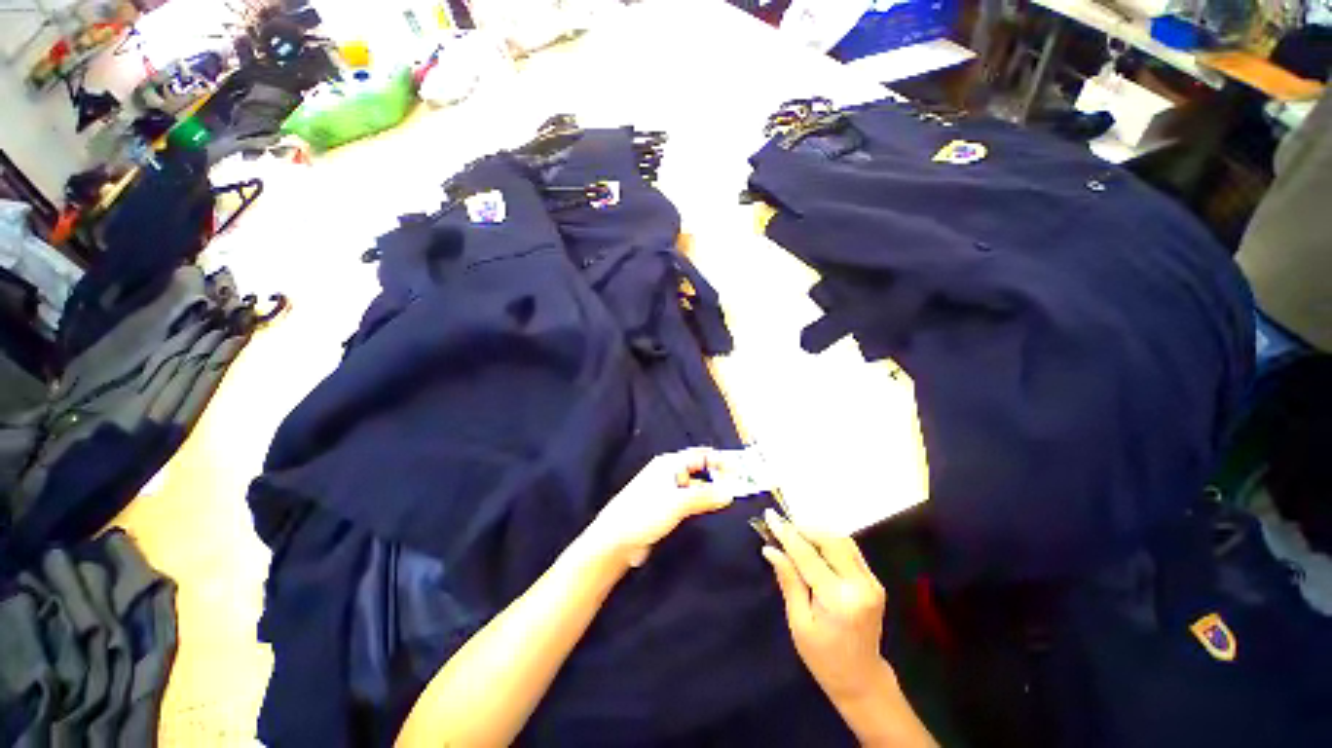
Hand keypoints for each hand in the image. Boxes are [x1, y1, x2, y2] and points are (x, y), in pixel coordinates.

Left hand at [585, 447, 732, 567]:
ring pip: (694, 486)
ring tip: (729, 498)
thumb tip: (731, 491)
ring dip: (710, 490)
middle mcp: (668, 473)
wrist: (615, 539)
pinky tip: (709, 509)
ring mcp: (665, 490)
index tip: (741, 469)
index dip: (720, 460)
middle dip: (717, 475)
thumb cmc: (645, 513)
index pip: (700, 455)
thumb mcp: (678, 503)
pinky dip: (700, 502)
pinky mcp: (663, 507)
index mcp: (669, 464)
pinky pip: (687, 500)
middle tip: (739, 485)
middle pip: (698, 469)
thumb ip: (706, 496)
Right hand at [761, 509, 890, 700]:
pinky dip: (829, 540)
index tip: (769, 516)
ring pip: (842, 540)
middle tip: (781, 525)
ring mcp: (871, 581)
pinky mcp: (874, 580)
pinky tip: (813, 543)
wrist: (861, 679)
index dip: (786, 534)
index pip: (808, 556)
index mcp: (840, 600)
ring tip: (794, 533)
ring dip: (817, 532)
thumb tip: (770, 549)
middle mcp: (860, 585)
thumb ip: (789, 580)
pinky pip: (849, 549)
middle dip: (803, 528)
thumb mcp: (799, 622)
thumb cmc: (823, 657)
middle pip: (830, 540)